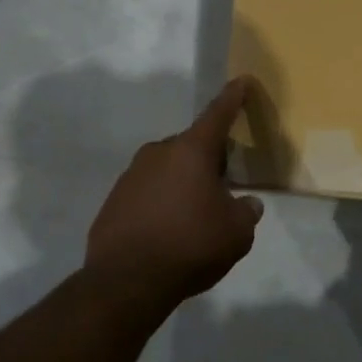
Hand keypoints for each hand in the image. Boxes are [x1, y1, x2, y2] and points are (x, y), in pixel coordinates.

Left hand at [86, 78, 264, 305]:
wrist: (127, 281)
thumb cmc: (191, 245)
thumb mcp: (236, 233)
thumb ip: (246, 212)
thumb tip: (246, 204)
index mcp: (192, 151)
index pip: (218, 114)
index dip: (233, 98)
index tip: (242, 80)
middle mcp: (158, 153)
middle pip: (192, 146)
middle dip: (210, 159)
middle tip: (224, 184)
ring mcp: (131, 175)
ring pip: (168, 169)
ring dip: (184, 183)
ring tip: (196, 214)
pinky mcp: (114, 200)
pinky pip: (147, 191)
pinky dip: (162, 202)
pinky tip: (169, 230)